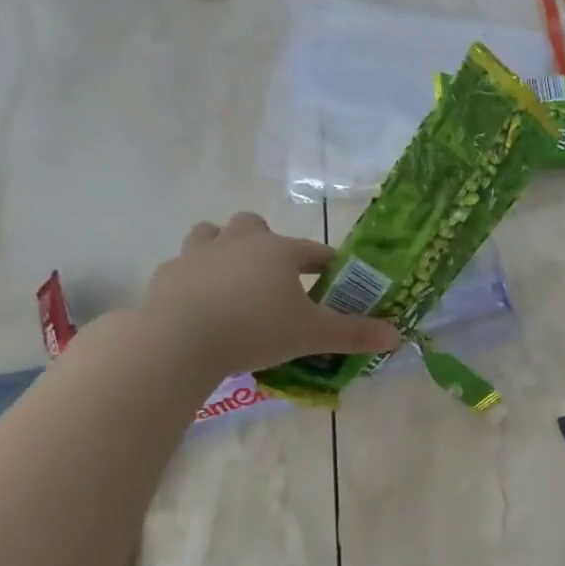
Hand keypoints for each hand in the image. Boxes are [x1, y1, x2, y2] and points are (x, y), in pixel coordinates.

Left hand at [142, 213, 402, 376]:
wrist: (180, 340)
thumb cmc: (257, 328)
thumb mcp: (314, 335)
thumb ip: (355, 335)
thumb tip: (397, 337)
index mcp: (278, 251)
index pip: (313, 250)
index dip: (328, 263)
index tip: (336, 278)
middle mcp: (238, 242)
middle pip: (253, 225)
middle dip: (266, 243)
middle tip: (276, 277)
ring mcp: (196, 255)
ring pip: (210, 234)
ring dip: (223, 249)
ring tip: (234, 280)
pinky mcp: (167, 276)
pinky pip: (183, 267)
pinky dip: (195, 279)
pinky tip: (202, 303)